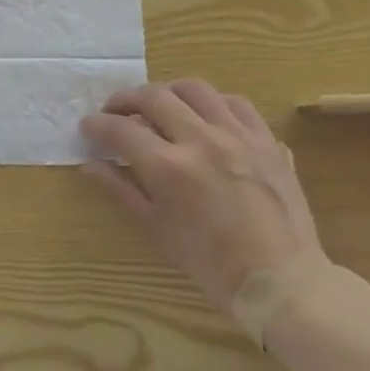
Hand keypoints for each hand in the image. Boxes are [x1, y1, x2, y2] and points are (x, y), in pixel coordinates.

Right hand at [81, 79, 322, 313]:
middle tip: (115, 112)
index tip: (88, 127)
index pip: (120, 129)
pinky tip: (204, 117)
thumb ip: (121, 189)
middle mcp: (201, 140)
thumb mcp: (156, 229)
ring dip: (168, 92)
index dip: (97, 125)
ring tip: (159, 107)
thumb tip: (90, 165)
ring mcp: (238, 136)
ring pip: (195, 89)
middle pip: (154, 96)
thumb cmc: (211, 263)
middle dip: (125, 99)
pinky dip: (212, 103)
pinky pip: (235, 103)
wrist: (280, 281)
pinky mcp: (266, 140)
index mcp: (169, 167)